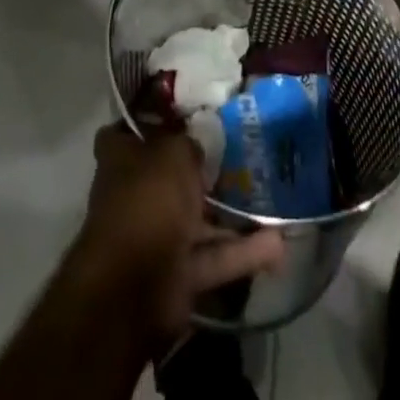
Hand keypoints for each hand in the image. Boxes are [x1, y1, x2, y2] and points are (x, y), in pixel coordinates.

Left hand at [70, 126, 285, 351]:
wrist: (135, 287)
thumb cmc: (148, 200)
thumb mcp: (173, 153)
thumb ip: (188, 144)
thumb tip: (197, 146)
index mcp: (120, 157)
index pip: (132, 130)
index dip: (153, 119)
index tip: (185, 112)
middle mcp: (135, 193)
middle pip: (169, 174)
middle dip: (200, 168)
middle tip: (241, 151)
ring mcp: (156, 235)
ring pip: (197, 218)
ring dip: (230, 213)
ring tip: (270, 196)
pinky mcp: (177, 273)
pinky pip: (214, 256)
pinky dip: (242, 252)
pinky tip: (278, 243)